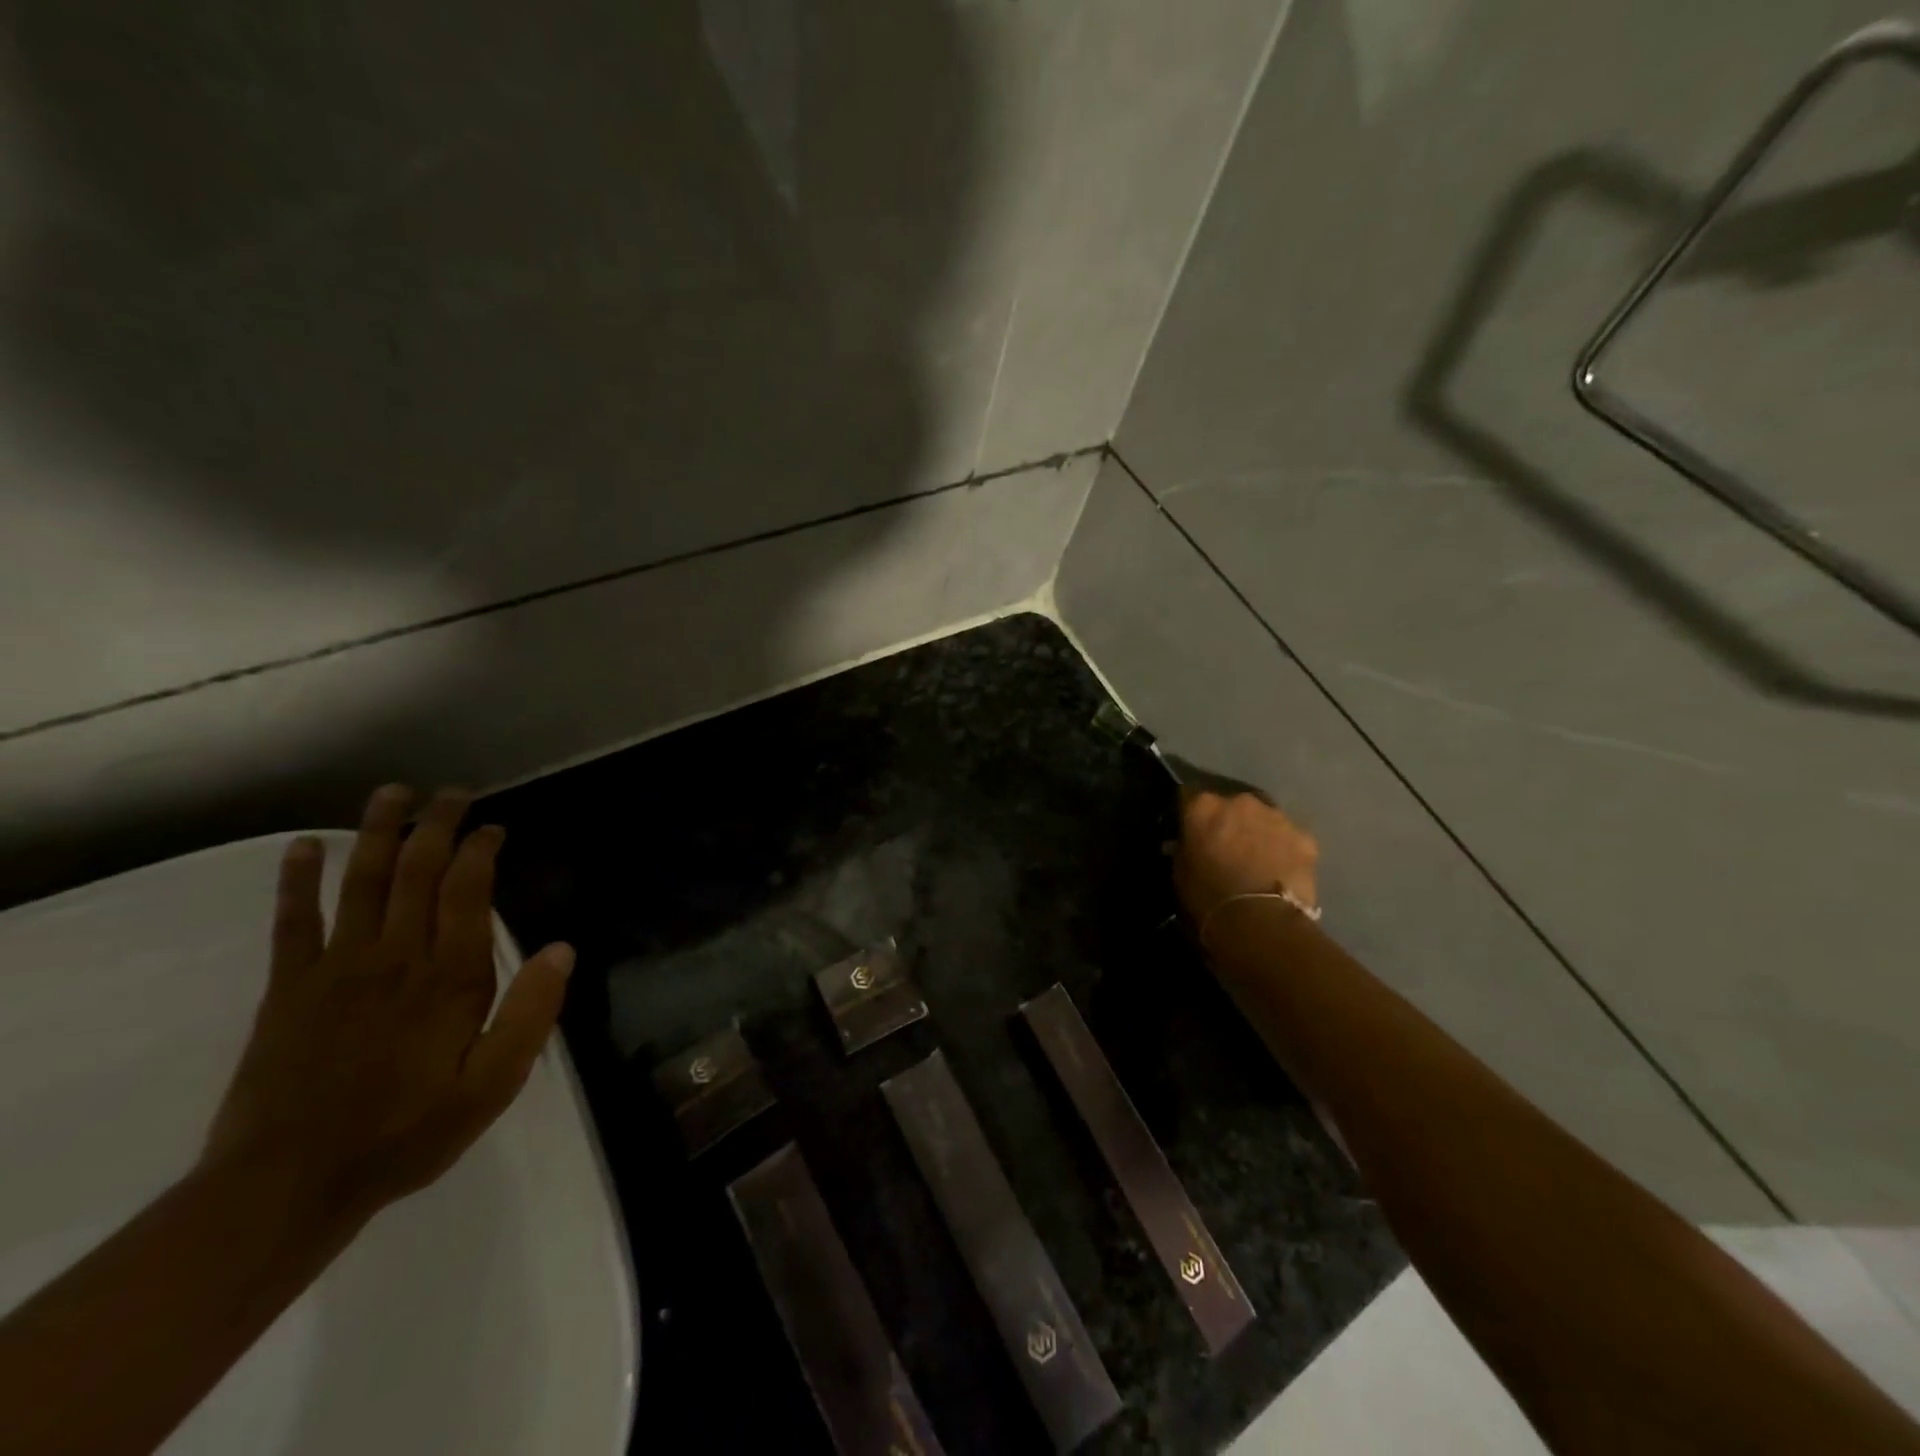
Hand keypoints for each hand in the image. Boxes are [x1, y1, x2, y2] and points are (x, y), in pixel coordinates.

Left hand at [204, 786, 574, 1219]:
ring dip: (375, 833)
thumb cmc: (407, 1133)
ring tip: (391, 794)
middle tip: (452, 793)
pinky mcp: (288, 988)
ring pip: (360, 883)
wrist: (287, 1186)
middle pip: (416, 872)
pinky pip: (293, 923)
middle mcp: (395, 958)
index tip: (494, 828)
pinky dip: (297, 881)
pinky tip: (302, 848)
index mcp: (449, 978)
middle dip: (436, 825)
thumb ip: (530, 1014)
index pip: (467, 892)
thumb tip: (563, 948)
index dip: (480, 850)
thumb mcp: (492, 1085)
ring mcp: (336, 968)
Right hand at [1173, 788, 1319, 924]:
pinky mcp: (1305, 837)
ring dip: (1257, 831)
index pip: (1189, 797)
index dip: (1189, 814)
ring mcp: (1276, 816)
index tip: (1190, 830)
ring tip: (1256, 858)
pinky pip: (1289, 838)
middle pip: (1231, 805)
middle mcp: (1240, 801)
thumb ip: (1185, 847)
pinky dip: (1284, 849)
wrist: (1260, 920)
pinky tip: (1280, 870)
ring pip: (1263, 818)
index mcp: (1203, 806)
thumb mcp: (1180, 870)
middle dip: (1228, 821)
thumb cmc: (1208, 896)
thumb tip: (1189, 842)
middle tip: (1226, 846)